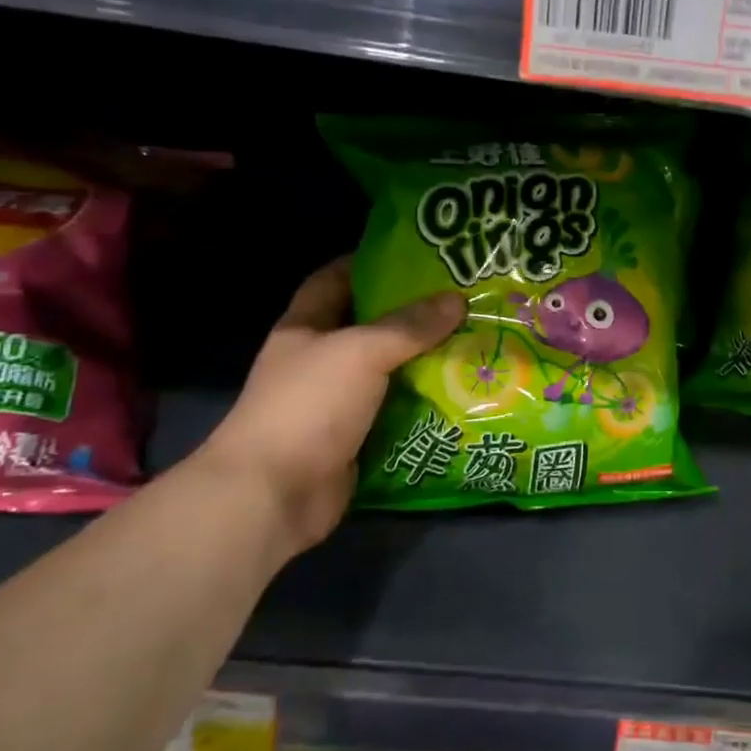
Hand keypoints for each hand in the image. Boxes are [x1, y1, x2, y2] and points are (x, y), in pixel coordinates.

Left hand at [196, 257, 465, 550]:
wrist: (275, 493)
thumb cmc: (309, 405)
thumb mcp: (362, 351)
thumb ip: (410, 326)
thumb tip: (456, 300)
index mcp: (306, 327)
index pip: (335, 279)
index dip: (369, 263)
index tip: (417, 258)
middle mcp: (320, 360)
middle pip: (371, 326)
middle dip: (414, 315)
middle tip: (464, 301)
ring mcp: (337, 401)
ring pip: (390, 370)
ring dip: (427, 361)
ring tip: (475, 342)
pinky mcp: (357, 436)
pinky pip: (398, 410)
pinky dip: (426, 403)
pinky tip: (463, 392)